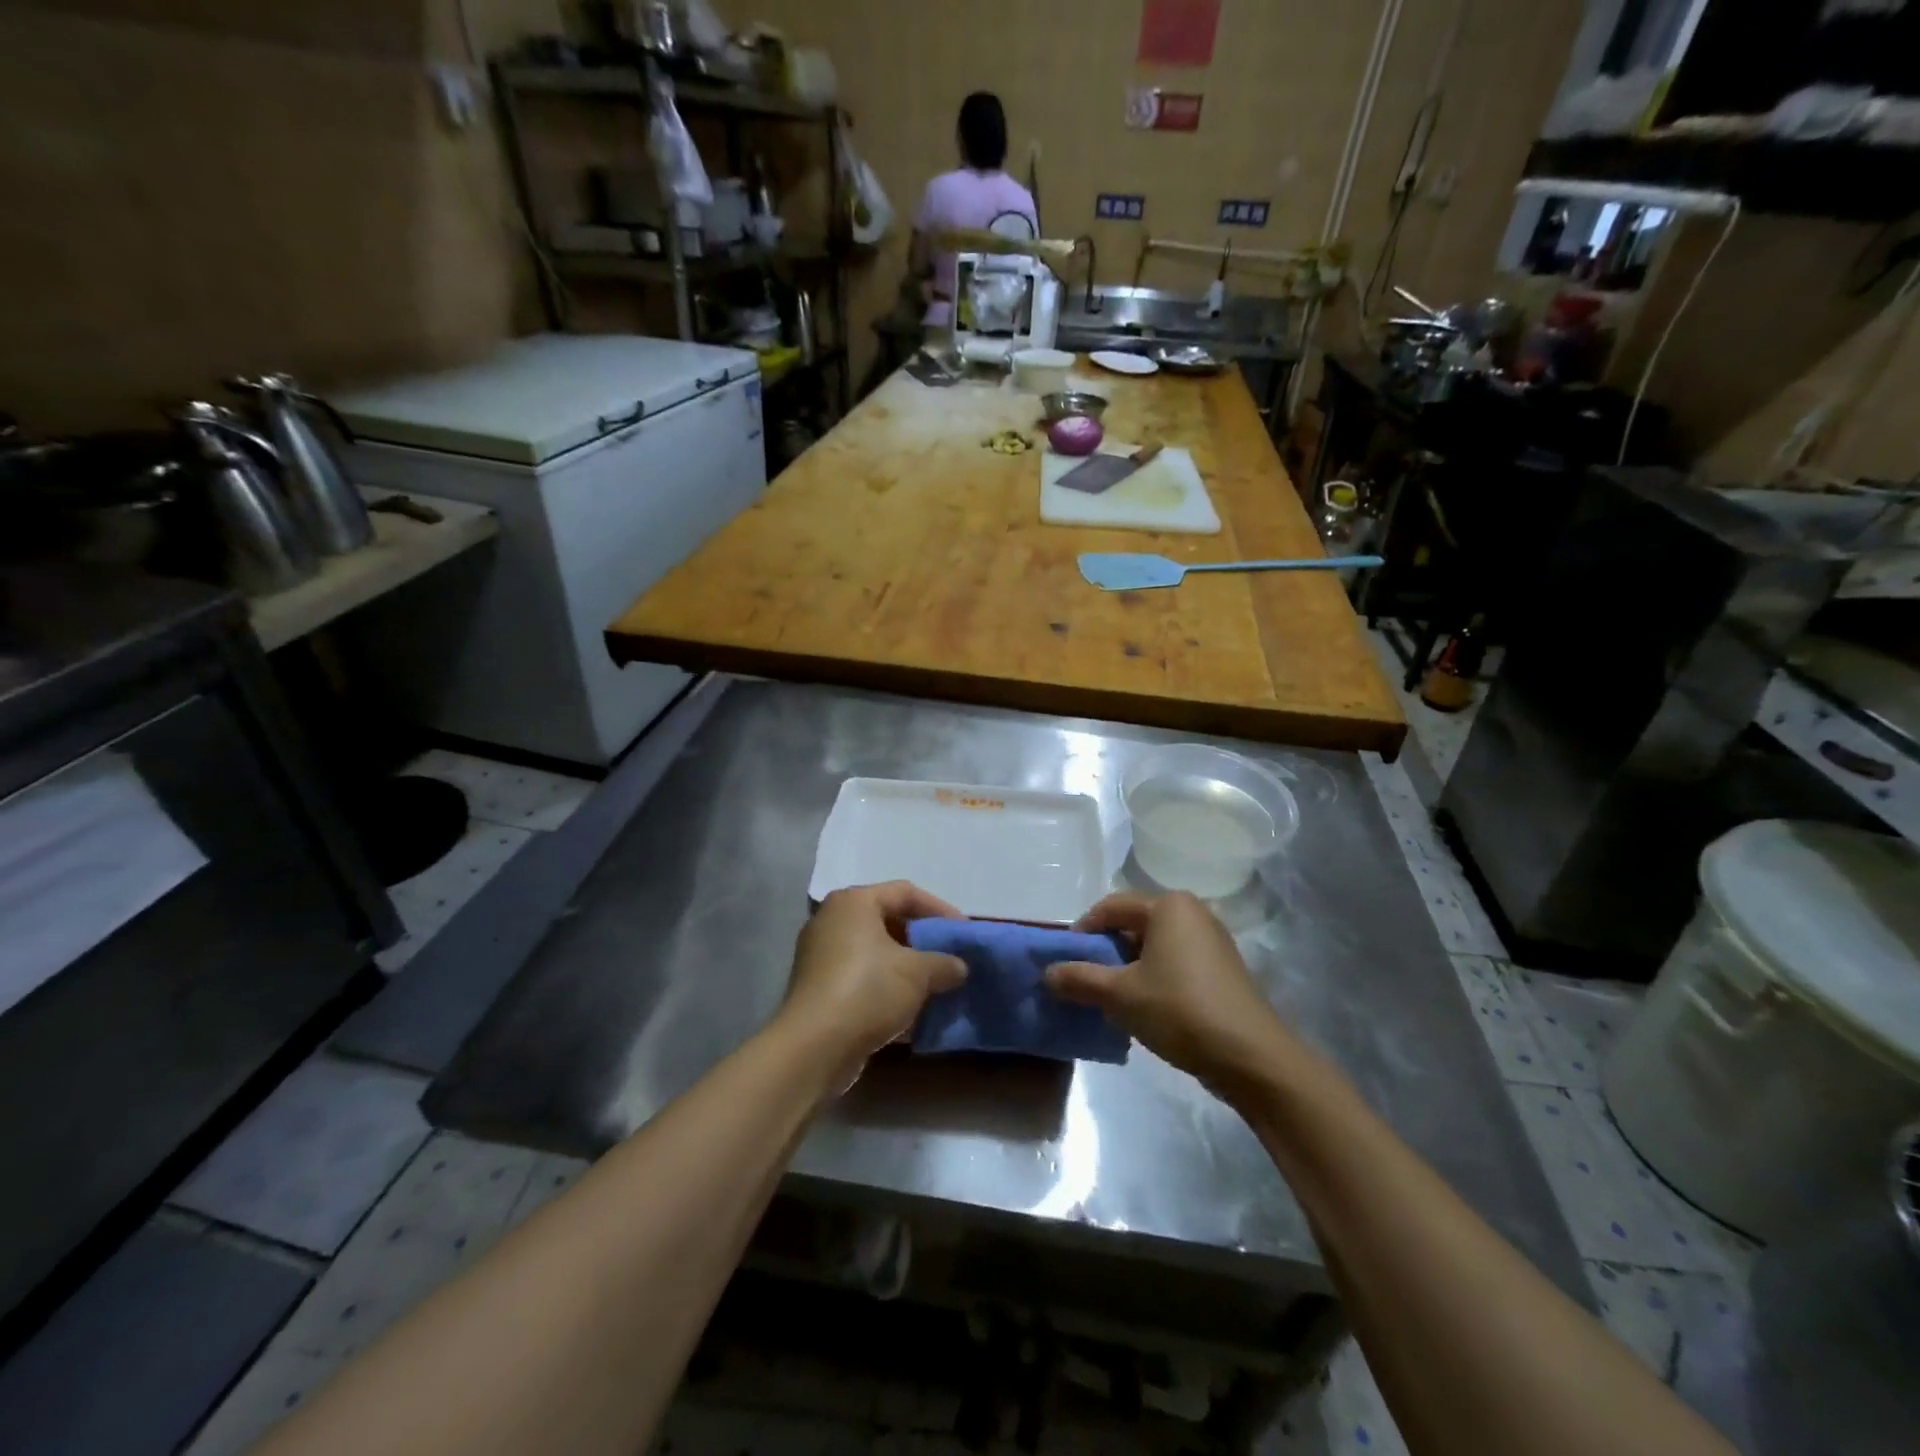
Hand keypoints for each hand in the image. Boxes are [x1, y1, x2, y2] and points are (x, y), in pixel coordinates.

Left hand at [781, 882, 966, 1071]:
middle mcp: (833, 921)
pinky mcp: (819, 990)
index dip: (940, 910)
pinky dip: (887, 990)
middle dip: (923, 942)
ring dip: (907, 969)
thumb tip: (959, 967)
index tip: (964, 933)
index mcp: (854, 903)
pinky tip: (912, 1013)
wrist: (814, 1047)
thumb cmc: (868, 990)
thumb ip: (944, 963)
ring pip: (876, 954)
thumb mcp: (918, 973)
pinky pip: (862, 980)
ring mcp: (822, 956)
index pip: (905, 893)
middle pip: (889, 922)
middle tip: (950, 958)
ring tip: (936, 987)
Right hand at [1046, 892, 1297, 1099]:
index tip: (1066, 961)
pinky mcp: (1223, 968)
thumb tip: (1047, 973)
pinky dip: (1154, 977)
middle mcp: (1192, 912)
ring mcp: (1212, 940)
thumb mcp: (1120, 995)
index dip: (1082, 931)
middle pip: (1133, 924)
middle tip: (1086, 981)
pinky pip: (1175, 961)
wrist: (1251, 1056)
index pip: (1110, 906)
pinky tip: (1145, 1008)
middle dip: (1106, 951)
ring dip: (1128, 968)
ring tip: (1112, 998)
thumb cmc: (1179, 1010)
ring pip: (1154, 946)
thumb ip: (1079, 979)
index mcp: (1168, 906)